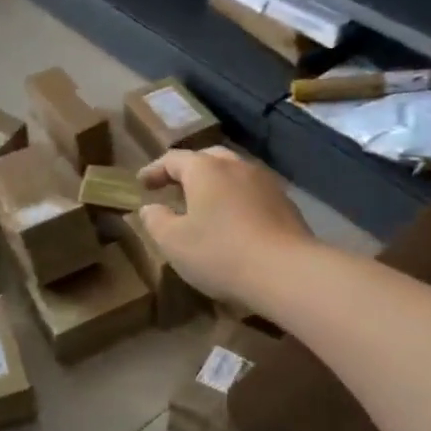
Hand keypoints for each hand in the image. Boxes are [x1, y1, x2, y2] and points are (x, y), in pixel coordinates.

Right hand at [137, 147, 313, 304]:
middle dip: (187, 172)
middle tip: (174, 189)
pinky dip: (236, 200)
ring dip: (215, 185)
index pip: (173, 159)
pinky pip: (252, 193)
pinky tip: (234, 222)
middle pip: (206, 159)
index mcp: (204, 169)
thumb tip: (149, 208)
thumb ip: (155, 220)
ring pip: (233, 174)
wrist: (288, 272)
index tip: (142, 184)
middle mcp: (236, 165)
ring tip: (205, 205)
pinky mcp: (286, 203)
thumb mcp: (173, 242)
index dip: (154, 171)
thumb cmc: (220, 252)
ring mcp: (265, 182)